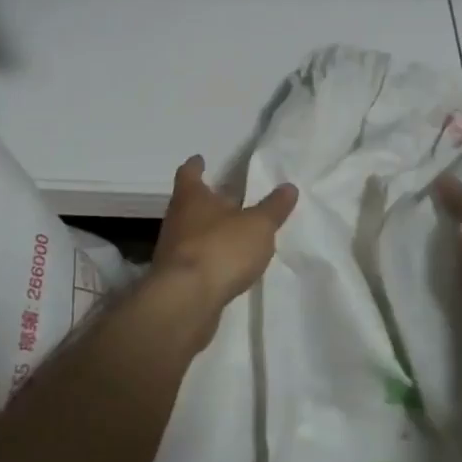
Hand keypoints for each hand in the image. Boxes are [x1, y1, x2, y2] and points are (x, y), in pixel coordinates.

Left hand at [152, 156, 297, 309]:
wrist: (186, 302)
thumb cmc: (221, 249)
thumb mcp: (258, 225)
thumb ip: (273, 207)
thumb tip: (289, 186)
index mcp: (191, 198)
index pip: (189, 173)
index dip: (196, 166)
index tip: (200, 159)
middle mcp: (177, 219)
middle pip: (190, 203)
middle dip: (208, 200)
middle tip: (229, 196)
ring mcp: (173, 251)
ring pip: (192, 232)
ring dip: (209, 231)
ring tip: (233, 231)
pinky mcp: (176, 279)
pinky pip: (195, 260)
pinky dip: (209, 257)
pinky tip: (226, 265)